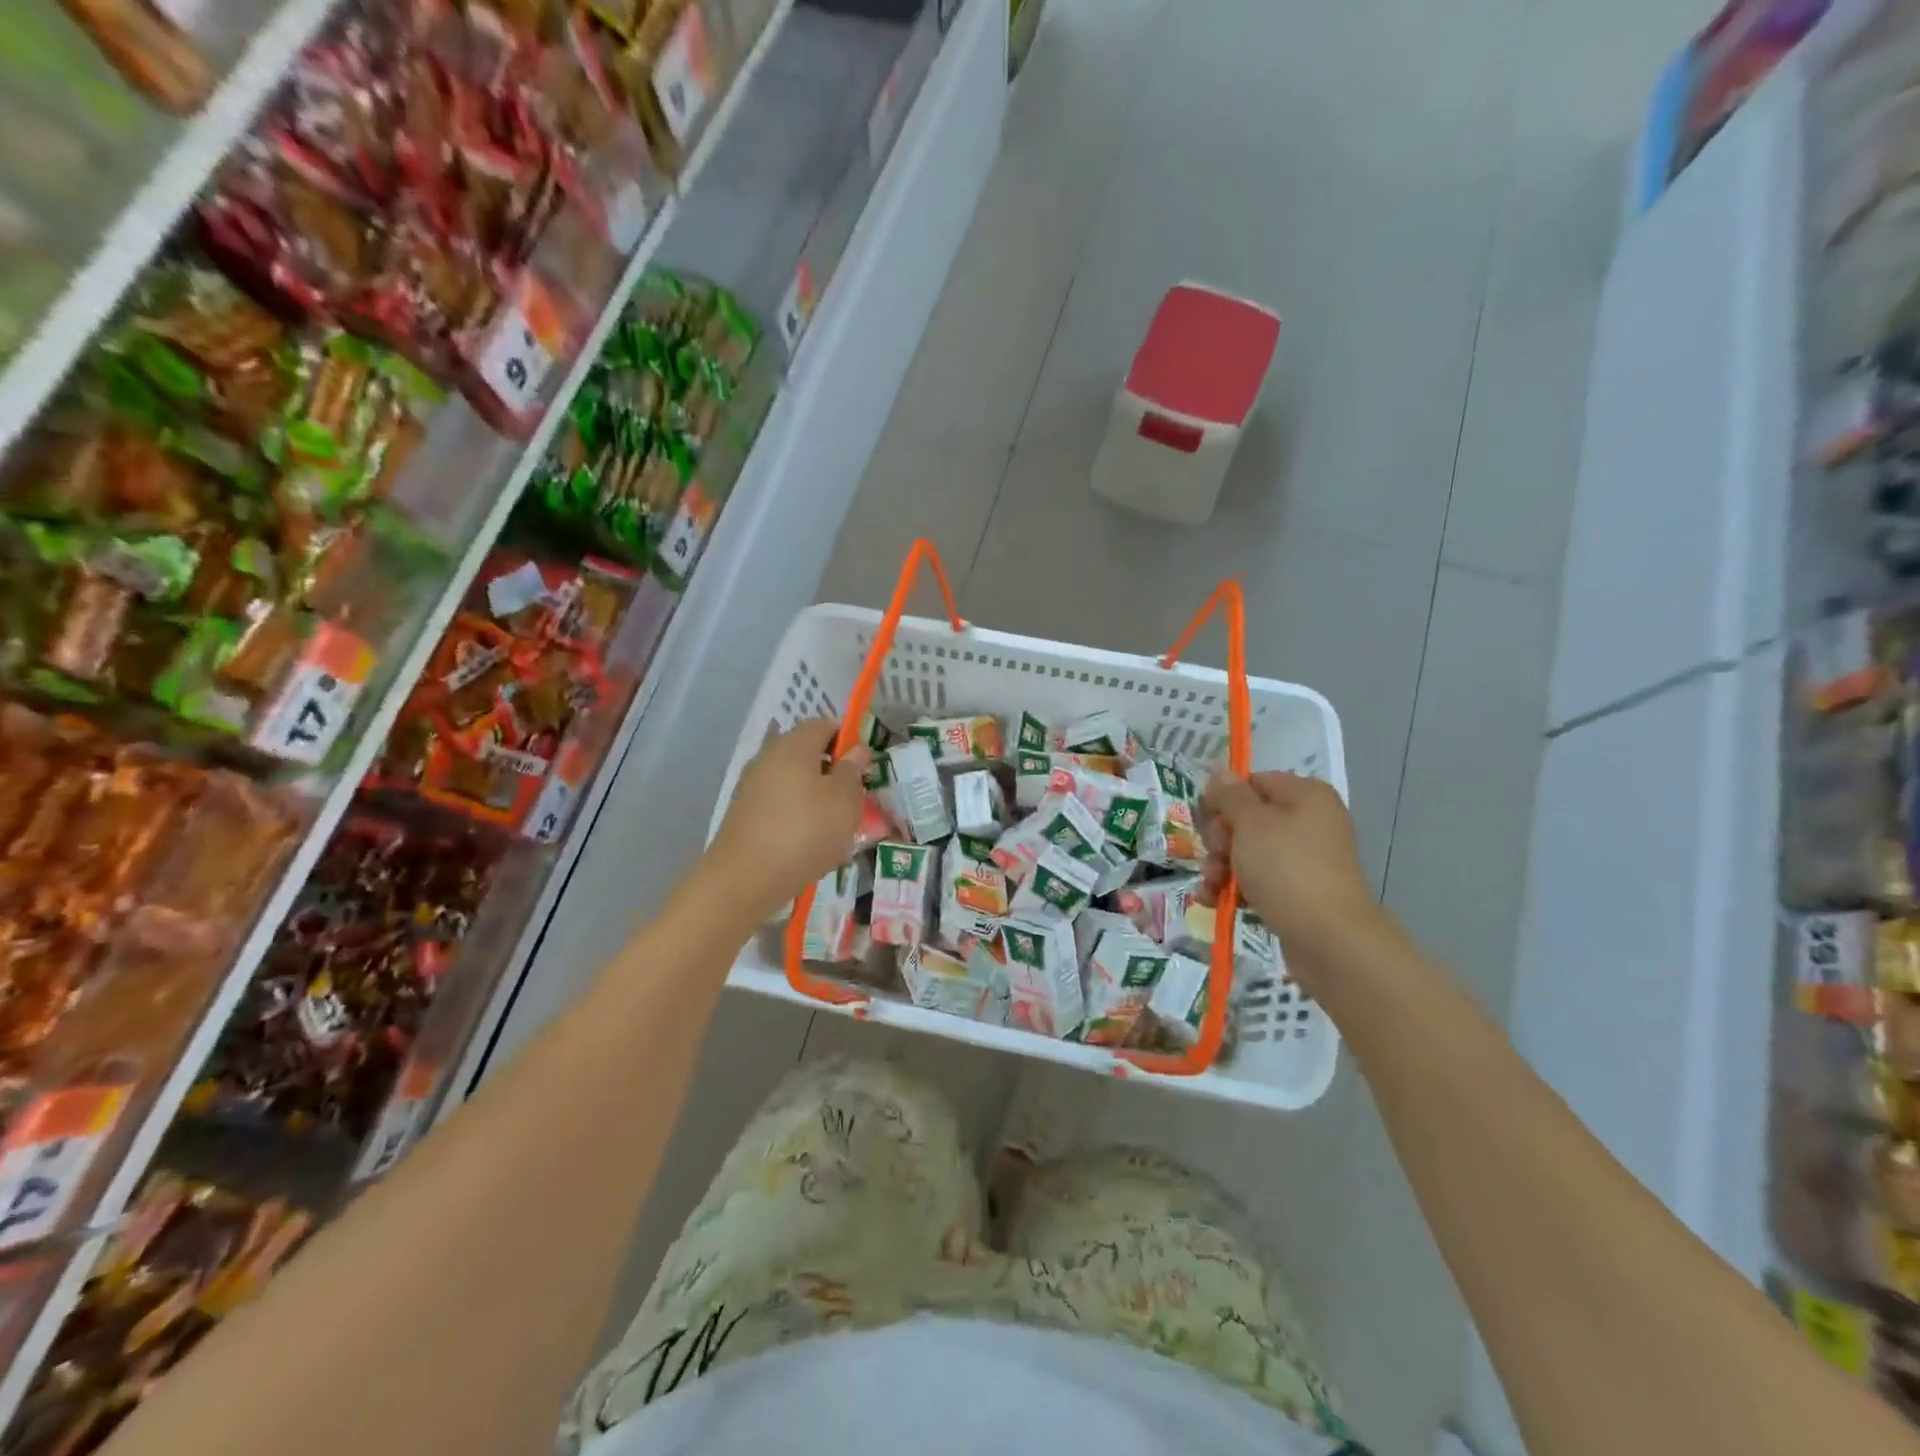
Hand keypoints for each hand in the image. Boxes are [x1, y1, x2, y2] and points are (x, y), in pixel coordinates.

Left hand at [710, 720, 871, 920]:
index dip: (849, 741)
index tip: (865, 769)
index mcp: (794, 744)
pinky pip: (780, 805)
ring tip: (835, 829)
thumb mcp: (845, 799)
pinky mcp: (744, 814)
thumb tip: (856, 750)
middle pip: (808, 753)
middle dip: (833, 773)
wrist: (745, 879)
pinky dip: (797, 817)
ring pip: (795, 782)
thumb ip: (853, 770)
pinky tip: (809, 844)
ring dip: (817, 798)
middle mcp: (768, 756)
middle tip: (854, 801)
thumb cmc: (805, 831)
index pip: (825, 724)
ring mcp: (752, 786)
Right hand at [1198, 771, 1389, 979]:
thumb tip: (1220, 772)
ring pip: (1247, 852)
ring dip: (1221, 867)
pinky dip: (1235, 888)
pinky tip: (1215, 901)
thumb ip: (1230, 796)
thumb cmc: (1287, 869)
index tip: (1207, 820)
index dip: (1225, 799)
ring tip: (1212, 887)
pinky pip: (1258, 879)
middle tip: (1217, 856)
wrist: (1329, 938)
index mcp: (1305, 795)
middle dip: (1220, 840)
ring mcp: (1304, 859)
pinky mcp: (1298, 891)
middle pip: (1247, 819)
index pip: (1253, 782)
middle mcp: (1309, 822)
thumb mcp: (1251, 824)